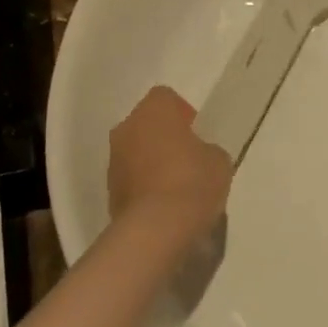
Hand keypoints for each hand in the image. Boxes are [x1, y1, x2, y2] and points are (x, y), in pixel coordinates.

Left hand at [107, 86, 232, 237]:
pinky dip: (144, 187)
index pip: (166, 98)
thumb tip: (199, 155)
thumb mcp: (218, 161)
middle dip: (164, 138)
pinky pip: (131, 180)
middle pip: (146, 125)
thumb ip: (207, 150)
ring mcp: (113, 161)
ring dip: (151, 163)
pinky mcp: (108, 191)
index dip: (183, 114)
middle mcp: (126, 128)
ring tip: (177, 188)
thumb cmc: (192, 182)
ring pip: (135, 152)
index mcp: (153, 111)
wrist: (157, 228)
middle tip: (188, 160)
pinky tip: (164, 207)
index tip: (197, 134)